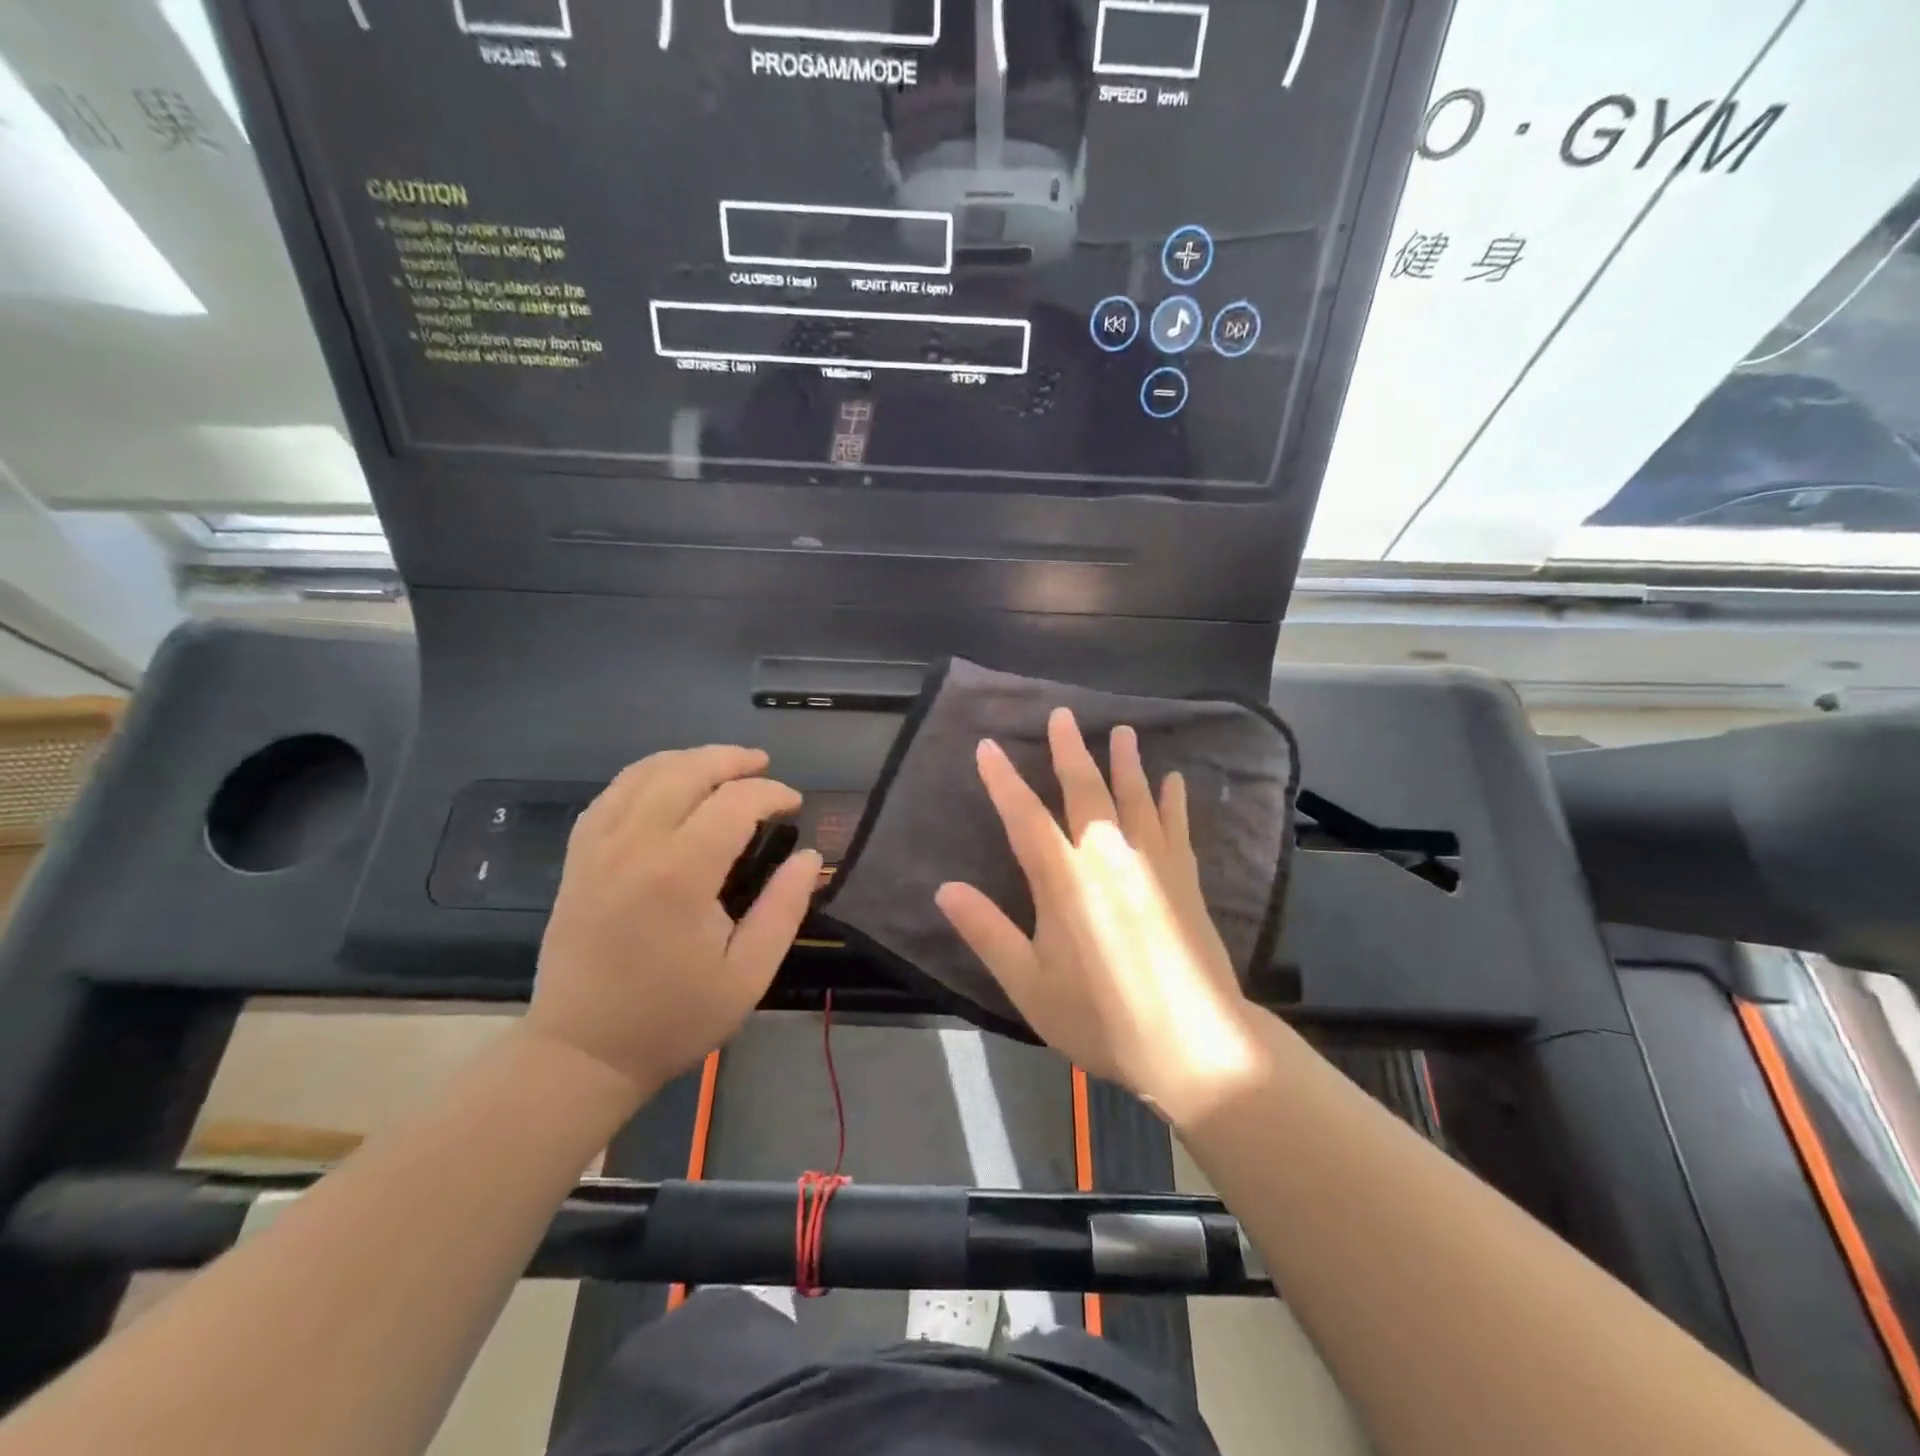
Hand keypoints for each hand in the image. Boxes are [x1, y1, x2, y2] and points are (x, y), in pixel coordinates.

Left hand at [528, 746, 821, 1098]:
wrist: (583, 1051)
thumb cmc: (673, 1017)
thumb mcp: (747, 974)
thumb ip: (784, 908)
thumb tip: (810, 857)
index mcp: (680, 874)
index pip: (734, 803)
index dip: (771, 793)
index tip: (795, 804)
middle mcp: (634, 845)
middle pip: (686, 771)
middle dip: (731, 759)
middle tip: (764, 766)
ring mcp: (598, 847)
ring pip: (644, 772)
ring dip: (689, 759)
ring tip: (722, 765)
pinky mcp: (578, 857)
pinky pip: (612, 794)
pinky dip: (646, 775)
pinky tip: (667, 784)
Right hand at [935, 709, 1265, 1123]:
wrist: (1194, 1044)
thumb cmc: (1102, 1018)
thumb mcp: (1030, 985)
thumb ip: (987, 933)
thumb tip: (944, 888)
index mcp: (1064, 880)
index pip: (1024, 817)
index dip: (1003, 780)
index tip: (988, 747)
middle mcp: (1108, 857)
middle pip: (1085, 791)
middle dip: (1070, 751)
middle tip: (1063, 715)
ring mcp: (1153, 864)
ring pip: (1136, 798)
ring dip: (1126, 762)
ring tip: (1123, 731)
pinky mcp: (1185, 879)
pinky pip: (1177, 826)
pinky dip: (1174, 800)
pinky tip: (1174, 780)